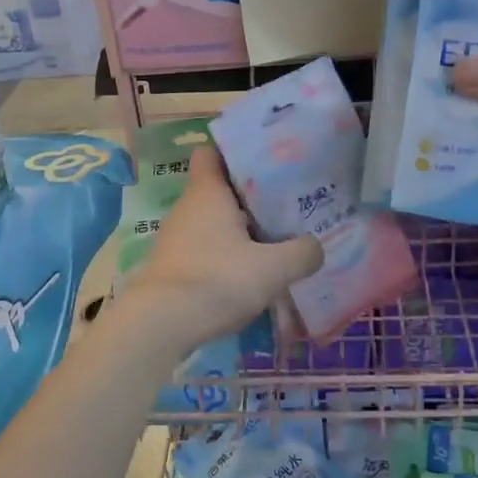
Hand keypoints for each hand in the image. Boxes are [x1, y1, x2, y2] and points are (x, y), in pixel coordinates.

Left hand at [121, 144, 321, 351]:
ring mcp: (175, 237)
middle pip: (218, 189)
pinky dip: (223, 255)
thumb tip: (316, 246)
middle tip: (285, 206)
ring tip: (273, 241)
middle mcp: (187, 207)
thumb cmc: (218, 280)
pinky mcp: (171, 265)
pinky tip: (247, 274)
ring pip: (212, 221)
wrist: (161, 324)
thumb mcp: (273, 268)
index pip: (212, 153)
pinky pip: (203, 248)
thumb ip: (301, 253)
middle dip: (249, 197)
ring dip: (238, 229)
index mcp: (207, 192)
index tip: (265, 163)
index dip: (235, 153)